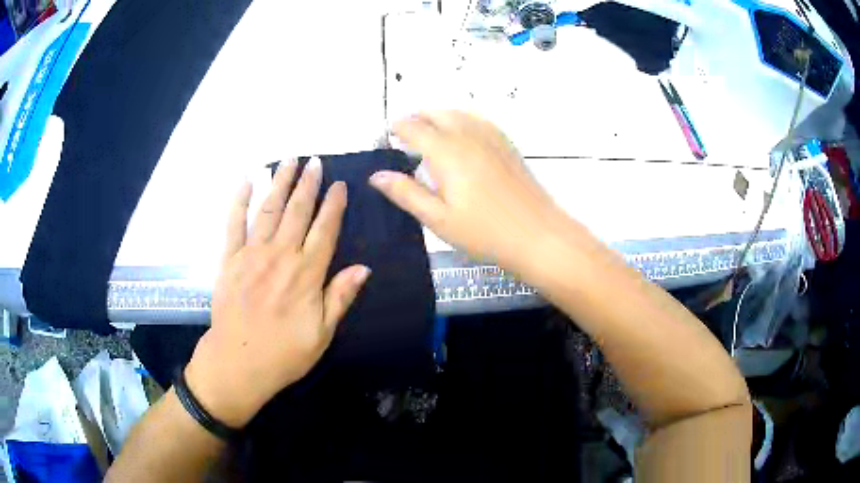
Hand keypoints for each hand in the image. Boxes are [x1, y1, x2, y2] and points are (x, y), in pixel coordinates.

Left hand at [186, 157, 370, 427]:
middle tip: (315, 162)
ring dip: (279, 183)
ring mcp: (251, 255)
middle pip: (297, 212)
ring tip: (288, 161)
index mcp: (306, 274)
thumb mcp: (322, 334)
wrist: (238, 364)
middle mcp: (280, 256)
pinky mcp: (229, 260)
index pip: (324, 230)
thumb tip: (364, 268)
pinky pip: (233, 224)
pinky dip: (239, 201)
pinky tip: (246, 181)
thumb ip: (340, 297)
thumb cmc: (284, 353)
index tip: (339, 184)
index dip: (333, 205)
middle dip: (307, 184)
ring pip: (268, 210)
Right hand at [370, 111, 563, 271]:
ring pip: (458, 113)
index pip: (414, 128)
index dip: (397, 129)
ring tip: (428, 132)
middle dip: (416, 118)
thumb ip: (406, 193)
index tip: (387, 136)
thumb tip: (377, 176)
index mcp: (446, 151)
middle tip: (404, 134)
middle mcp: (468, 135)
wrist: (538, 235)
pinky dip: (461, 120)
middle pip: (436, 113)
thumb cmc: (484, 232)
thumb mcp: (438, 219)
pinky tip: (462, 136)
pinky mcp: (507, 144)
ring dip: (438, 116)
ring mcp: (491, 137)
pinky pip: (478, 120)